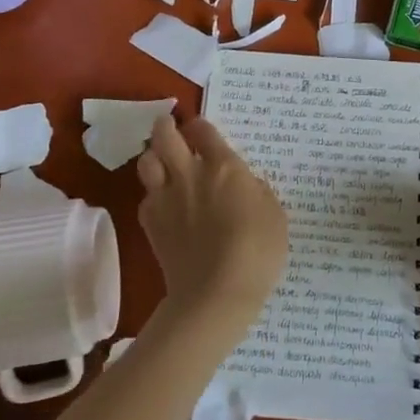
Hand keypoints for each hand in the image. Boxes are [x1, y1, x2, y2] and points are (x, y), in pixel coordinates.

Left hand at [137, 114, 287, 346]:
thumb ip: (257, 191)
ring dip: (153, 156)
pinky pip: (145, 197)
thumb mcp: (274, 215)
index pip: (204, 131)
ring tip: (161, 162)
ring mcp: (165, 197)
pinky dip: (152, 195)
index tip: (201, 130)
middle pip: (165, 136)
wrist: (216, 293)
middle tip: (169, 127)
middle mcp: (190, 173)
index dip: (200, 126)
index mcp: (224, 166)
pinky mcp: (150, 223)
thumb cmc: (257, 251)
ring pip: (146, 161)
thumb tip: (245, 184)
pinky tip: (163, 205)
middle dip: (165, 126)